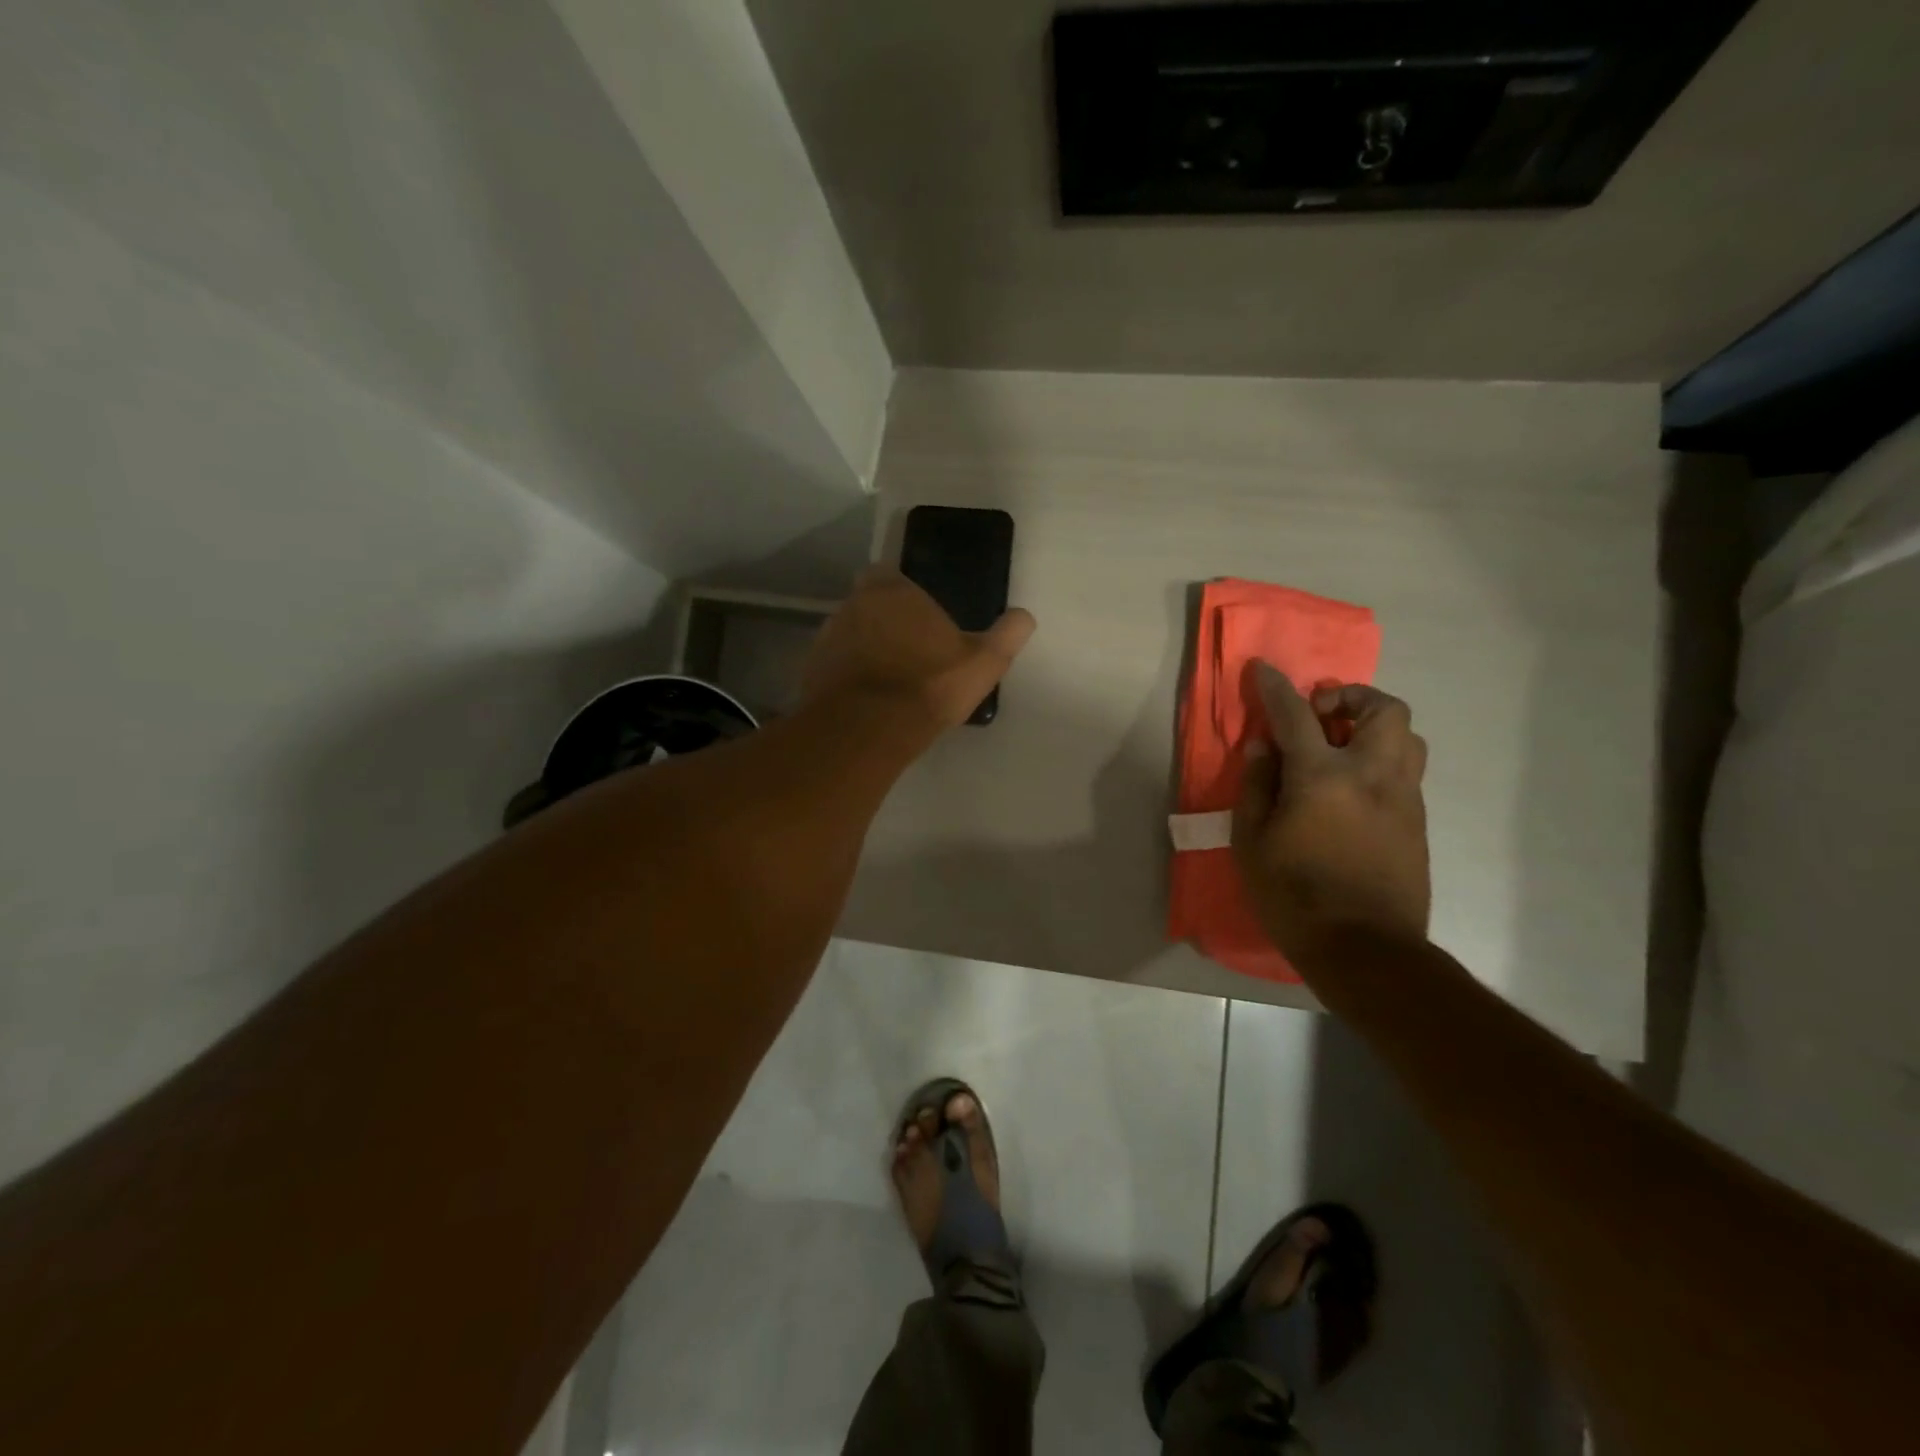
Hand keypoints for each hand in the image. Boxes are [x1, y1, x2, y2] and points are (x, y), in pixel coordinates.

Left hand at [801, 567, 1037, 729]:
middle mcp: (852, 604)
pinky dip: (846, 674)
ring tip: (887, 678)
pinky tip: (865, 699)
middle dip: (882, 620)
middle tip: (907, 649)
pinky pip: (833, 665)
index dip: (901, 591)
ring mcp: (826, 637)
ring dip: (863, 647)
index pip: (887, 573)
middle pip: (866, 603)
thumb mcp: (983, 663)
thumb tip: (1026, 616)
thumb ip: (1007, 635)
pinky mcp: (811, 670)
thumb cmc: (928, 685)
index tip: (917, 615)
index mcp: (891, 590)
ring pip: (848, 633)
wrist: (868, 729)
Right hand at [1233, 662, 1430, 966]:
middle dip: (1352, 696)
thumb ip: (1257, 786)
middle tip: (1321, 715)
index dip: (1276, 687)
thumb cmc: (1294, 896)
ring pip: (1407, 737)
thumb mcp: (1252, 843)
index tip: (1264, 669)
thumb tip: (1264, 748)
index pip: (1297, 715)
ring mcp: (1404, 798)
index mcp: (1324, 777)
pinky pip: (1406, 771)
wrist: (1366, 951)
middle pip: (1383, 709)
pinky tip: (1353, 789)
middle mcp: (1373, 775)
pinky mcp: (1418, 823)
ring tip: (1341, 748)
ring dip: (1374, 727)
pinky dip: (1381, 760)